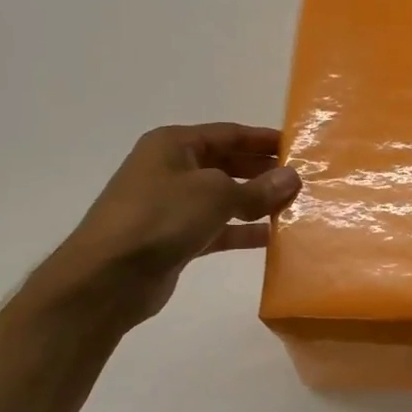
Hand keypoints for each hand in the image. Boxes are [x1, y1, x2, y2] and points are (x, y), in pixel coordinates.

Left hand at [29, 123, 301, 329]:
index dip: (264, 140)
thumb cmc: (160, 218)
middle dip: (263, 171)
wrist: (108, 277)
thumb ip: (258, 188)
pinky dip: (242, 230)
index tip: (299, 148)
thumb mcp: (215, 194)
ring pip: (224, 197)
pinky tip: (272, 237)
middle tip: (303, 180)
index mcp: (174, 145)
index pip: (229, 134)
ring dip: (256, 202)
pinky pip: (217, 228)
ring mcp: (171, 205)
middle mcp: (171, 169)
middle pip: (227, 163)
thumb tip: (293, 177)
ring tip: (295, 208)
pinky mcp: (175, 238)